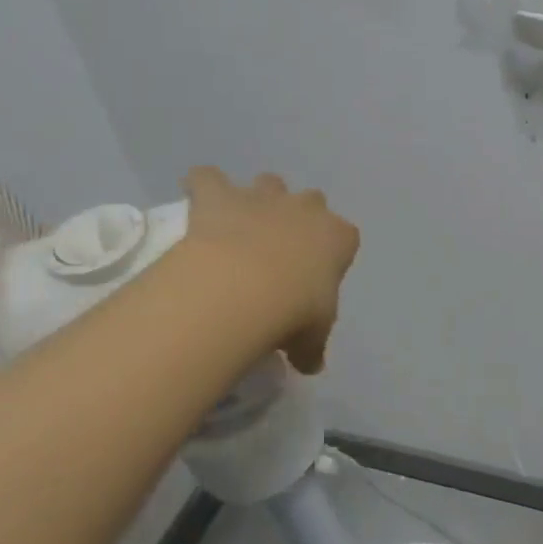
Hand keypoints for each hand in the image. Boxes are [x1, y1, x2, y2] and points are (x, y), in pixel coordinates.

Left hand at [183, 167, 359, 373]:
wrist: (243, 288)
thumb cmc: (293, 311)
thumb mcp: (311, 337)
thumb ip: (311, 346)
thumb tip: (310, 365)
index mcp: (338, 237)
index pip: (345, 236)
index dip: (331, 252)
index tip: (316, 275)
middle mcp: (305, 208)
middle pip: (311, 200)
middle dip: (298, 217)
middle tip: (280, 249)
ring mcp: (263, 197)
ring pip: (268, 182)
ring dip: (258, 198)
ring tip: (241, 225)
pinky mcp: (219, 195)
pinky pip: (207, 178)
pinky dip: (202, 186)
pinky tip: (197, 203)